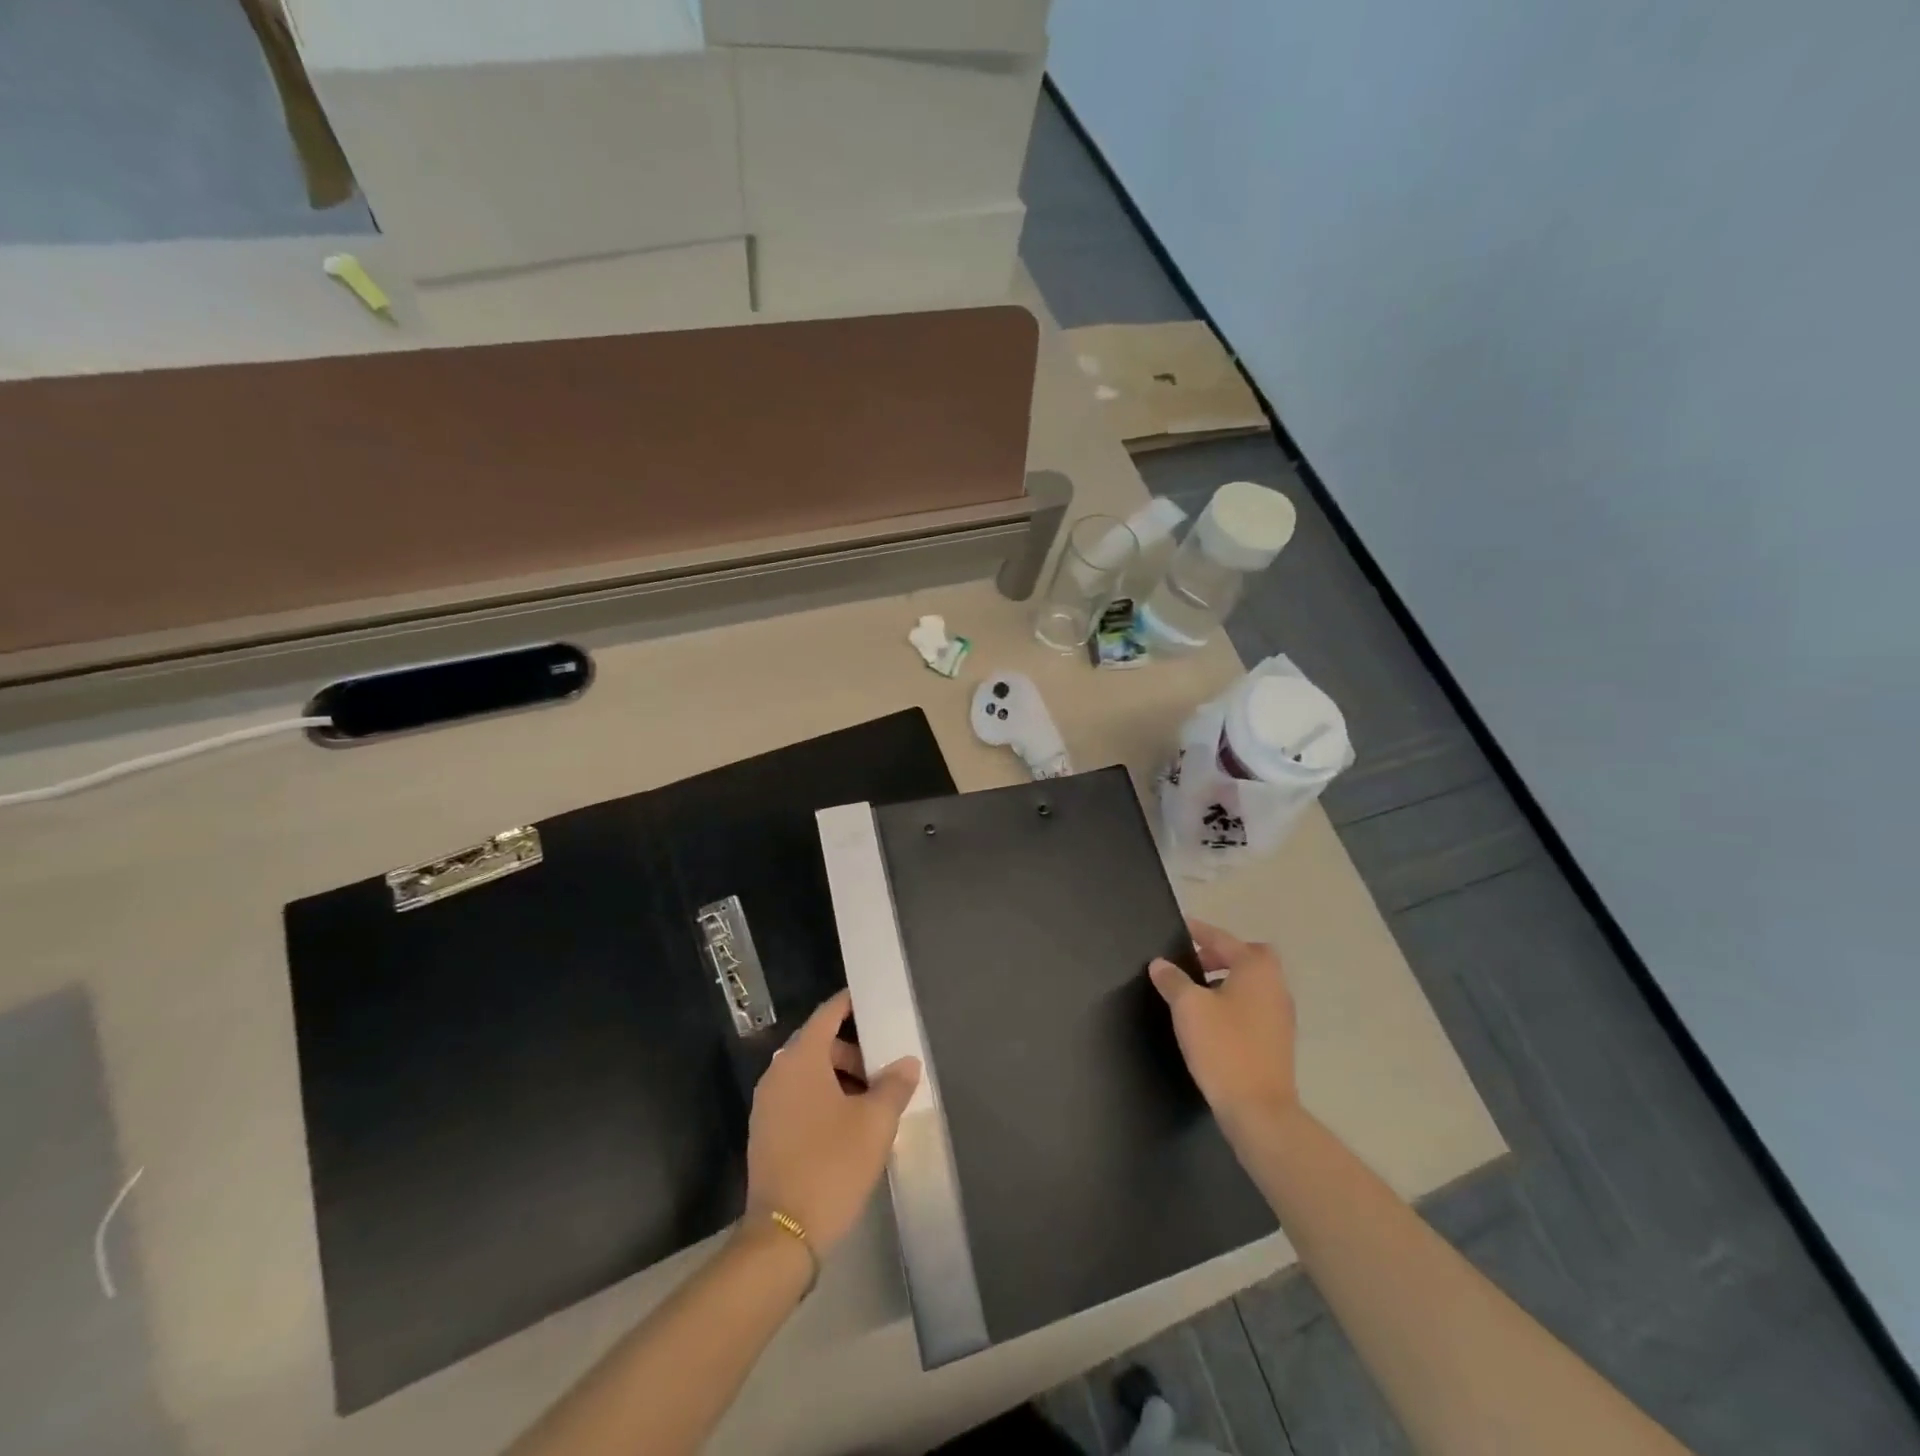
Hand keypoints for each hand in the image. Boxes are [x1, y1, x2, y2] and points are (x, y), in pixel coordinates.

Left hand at [745, 990, 920, 1255]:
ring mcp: (767, 1105)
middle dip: (852, 1051)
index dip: (850, 1004)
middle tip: (884, 1067)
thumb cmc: (832, 1165)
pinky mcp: (765, 1133)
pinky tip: (848, 1124)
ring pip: (808, 1074)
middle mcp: (778, 1073)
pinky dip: (822, 1098)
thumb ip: (894, 1085)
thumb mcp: (875, 1123)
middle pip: (818, 1045)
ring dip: (839, 1078)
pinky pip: (798, 1098)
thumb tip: (907, 1062)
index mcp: (801, 1060)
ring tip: (872, 1100)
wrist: (783, 1235)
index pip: (827, 1014)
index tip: (873, 1000)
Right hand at [1150, 920, 1298, 1130]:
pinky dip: (1235, 1001)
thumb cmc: (1223, 1047)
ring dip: (1227, 979)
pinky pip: (1254, 1006)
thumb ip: (1173, 980)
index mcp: (1256, 969)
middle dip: (1220, 954)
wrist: (1259, 1110)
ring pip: (1253, 983)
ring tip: (1196, 991)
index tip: (1182, 925)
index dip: (1200, 931)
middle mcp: (1275, 986)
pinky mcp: (1278, 1040)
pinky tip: (1212, 1019)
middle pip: (1248, 957)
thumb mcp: (1188, 1007)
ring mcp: (1281, 1015)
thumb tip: (1161, 964)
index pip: (1223, 939)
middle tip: (1191, 962)